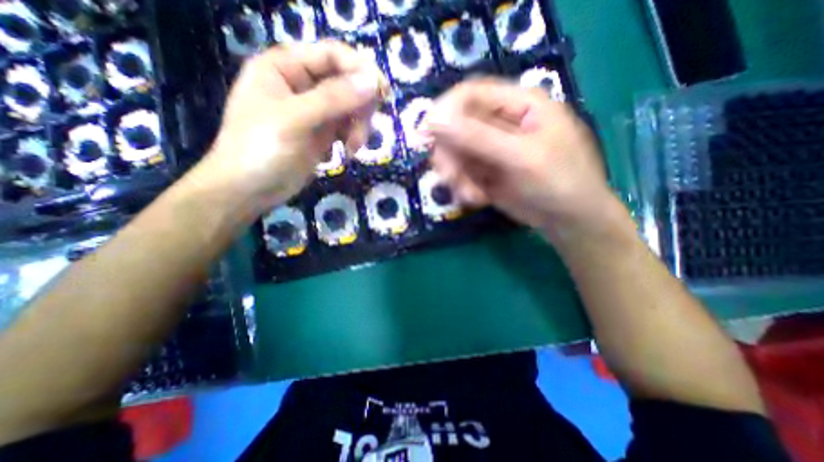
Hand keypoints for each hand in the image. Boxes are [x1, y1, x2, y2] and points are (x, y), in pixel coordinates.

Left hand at [203, 40, 389, 213]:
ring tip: (352, 148)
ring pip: (351, 108)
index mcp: (285, 67)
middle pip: (346, 83)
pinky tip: (347, 153)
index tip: (382, 92)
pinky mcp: (322, 133)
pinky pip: (348, 127)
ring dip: (358, 127)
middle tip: (363, 130)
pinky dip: (353, 139)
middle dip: (360, 107)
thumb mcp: (295, 120)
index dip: (360, 69)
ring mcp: (314, 111)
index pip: (332, 55)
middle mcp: (302, 84)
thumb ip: (333, 99)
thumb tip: (373, 82)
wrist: (250, 190)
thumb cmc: (262, 149)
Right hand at [425, 80, 624, 241]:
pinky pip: (460, 173)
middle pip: (456, 127)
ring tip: (470, 195)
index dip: (444, 111)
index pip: (470, 94)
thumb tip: (434, 120)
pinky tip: (476, 199)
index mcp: (518, 104)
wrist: (568, 220)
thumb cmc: (559, 182)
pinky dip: (462, 187)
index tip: (427, 135)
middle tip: (451, 177)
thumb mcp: (521, 157)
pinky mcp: (484, 172)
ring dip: (455, 175)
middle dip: (449, 154)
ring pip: (454, 154)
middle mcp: (500, 123)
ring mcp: (490, 149)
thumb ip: (478, 137)